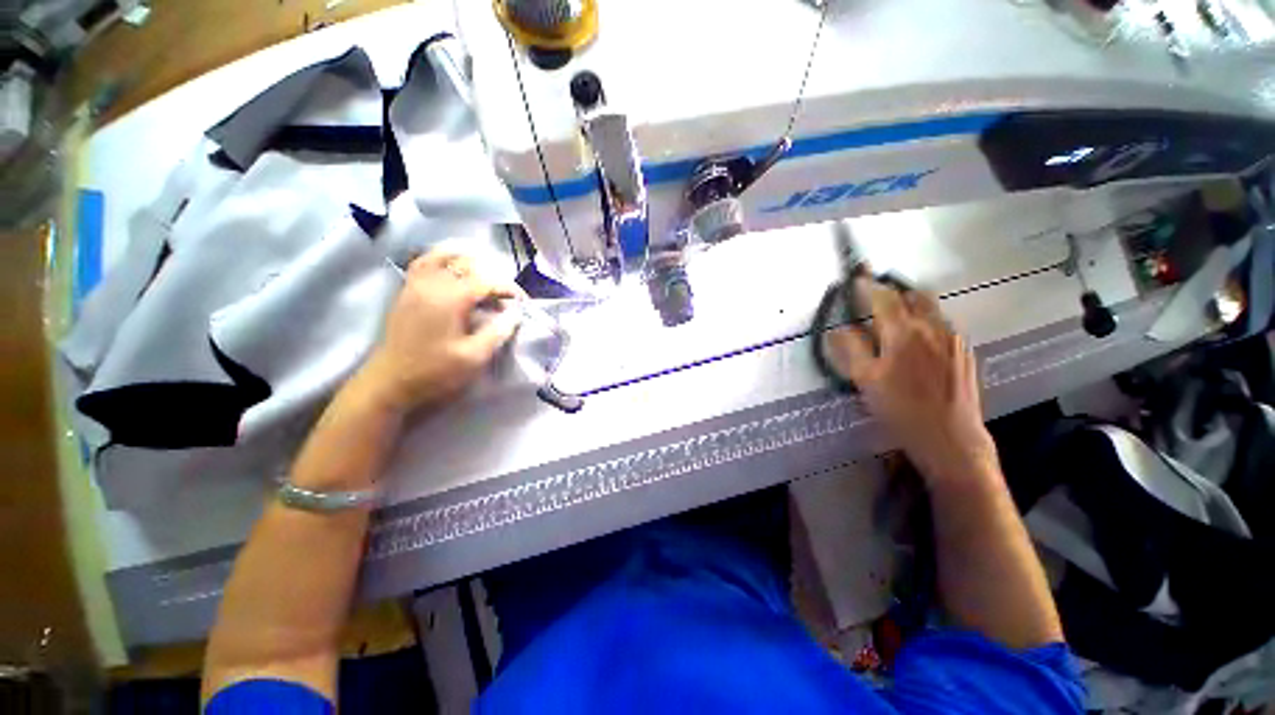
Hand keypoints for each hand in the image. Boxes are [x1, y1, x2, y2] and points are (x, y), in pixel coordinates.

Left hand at [356, 250, 523, 412]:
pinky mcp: (406, 291)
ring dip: (467, 263)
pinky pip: (424, 263)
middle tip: (505, 297)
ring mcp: (415, 285)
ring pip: (443, 257)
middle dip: (492, 276)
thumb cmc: (435, 371)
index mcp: (450, 299)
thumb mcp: (474, 357)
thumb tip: (515, 314)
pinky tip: (452, 271)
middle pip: (467, 265)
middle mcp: (431, 284)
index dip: (508, 288)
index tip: (522, 302)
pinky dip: (442, 260)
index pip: (486, 281)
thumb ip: (498, 332)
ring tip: (483, 276)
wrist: (390, 382)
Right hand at [824, 277, 998, 485]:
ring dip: (910, 305)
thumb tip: (839, 328)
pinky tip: (917, 343)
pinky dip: (925, 322)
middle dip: (893, 291)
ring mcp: (953, 338)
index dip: (867, 285)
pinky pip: (942, 324)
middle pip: (913, 294)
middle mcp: (932, 327)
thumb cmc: (900, 409)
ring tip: (895, 319)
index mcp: (903, 333)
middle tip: (876, 299)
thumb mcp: (865, 380)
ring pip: (930, 308)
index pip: (883, 297)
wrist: (950, 437)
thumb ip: (851, 349)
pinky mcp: (964, 351)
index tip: (856, 277)